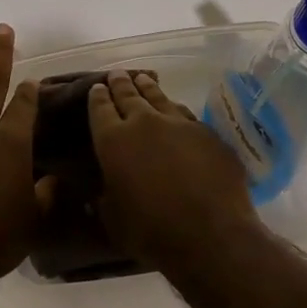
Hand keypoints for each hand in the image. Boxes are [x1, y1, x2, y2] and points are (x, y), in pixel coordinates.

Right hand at [87, 71, 255, 267]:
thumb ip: (105, 200)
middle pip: (129, 95)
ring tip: (143, 79)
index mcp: (113, 141)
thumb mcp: (114, 220)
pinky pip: (186, 114)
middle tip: (117, 74)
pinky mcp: (208, 133)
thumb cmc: (152, 232)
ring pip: (160, 97)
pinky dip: (175, 109)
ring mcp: (180, 124)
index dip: (97, 97)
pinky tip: (176, 109)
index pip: (100, 109)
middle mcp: (144, 123)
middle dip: (121, 84)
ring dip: (149, 88)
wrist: (210, 233)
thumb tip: (99, 194)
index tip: (96, 87)